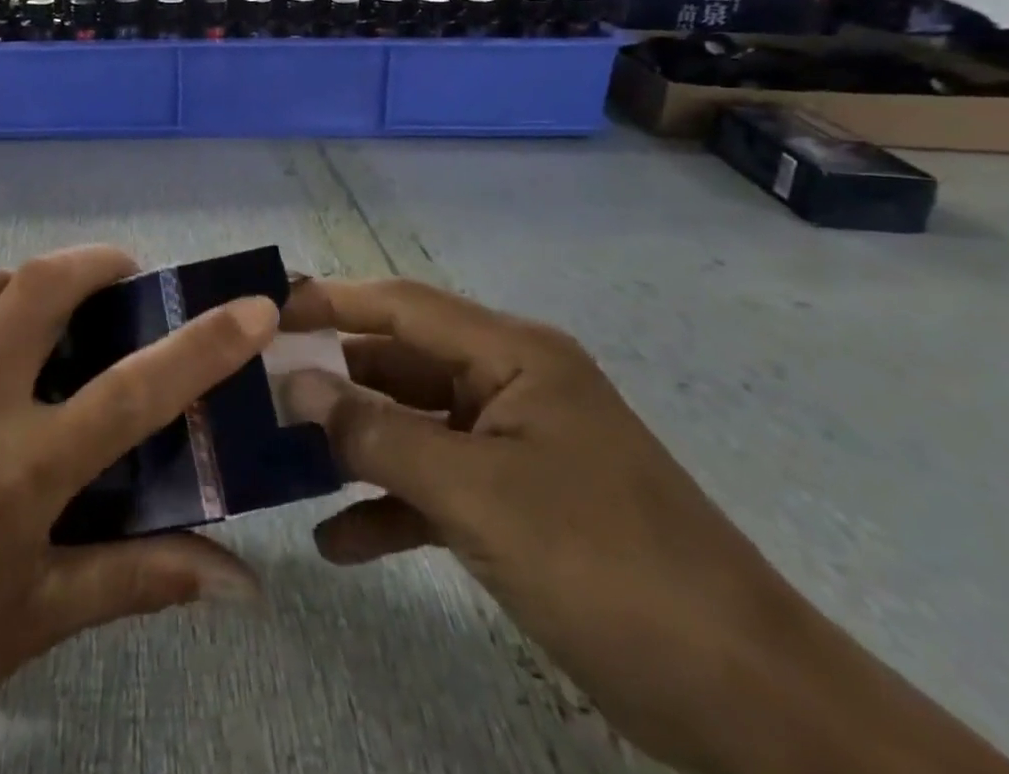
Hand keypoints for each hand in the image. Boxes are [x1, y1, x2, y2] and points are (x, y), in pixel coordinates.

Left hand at [0, 249, 274, 773]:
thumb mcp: (37, 619)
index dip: (206, 342)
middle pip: (46, 285)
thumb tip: (241, 582)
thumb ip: (140, 579)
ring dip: (35, 285)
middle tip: (124, 279)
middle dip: (99, 262)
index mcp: (24, 468)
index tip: (252, 306)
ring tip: (54, 315)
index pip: (138, 387)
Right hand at [278, 277, 1008, 773]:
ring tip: (281, 463)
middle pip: (401, 364)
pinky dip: (391, 506)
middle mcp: (509, 384)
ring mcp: (515, 444)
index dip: (329, 301)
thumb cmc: (607, 567)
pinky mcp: (520, 503)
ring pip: (413, 426)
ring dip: (355, 447)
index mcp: (511, 354)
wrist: (752, 708)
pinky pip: (438, 486)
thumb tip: (292, 383)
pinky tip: (338, 541)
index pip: (400, 305)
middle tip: (257, 394)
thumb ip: (375, 436)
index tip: (262, 310)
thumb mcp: (475, 496)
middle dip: (332, 380)